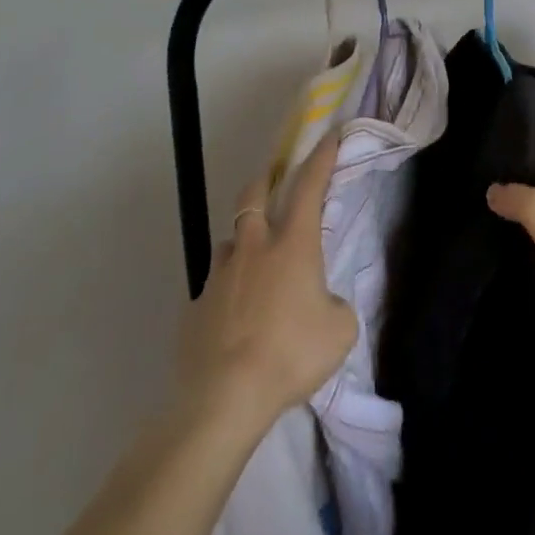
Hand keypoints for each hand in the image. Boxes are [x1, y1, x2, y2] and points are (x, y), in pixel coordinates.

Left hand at [177, 131, 356, 433]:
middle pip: (253, 195)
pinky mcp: (195, 307)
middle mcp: (254, 247)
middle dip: (266, 180)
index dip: (321, 158)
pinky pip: (212, 286)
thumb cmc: (290, 355)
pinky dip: (225, 290)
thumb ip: (336, 307)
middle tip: (274, 178)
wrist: (224, 399)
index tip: (330, 136)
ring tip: (252, 260)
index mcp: (293, 244)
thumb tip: (323, 304)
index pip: (309, 186)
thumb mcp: (339, 332)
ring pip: (229, 241)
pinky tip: (231, 315)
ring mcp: (219, 275)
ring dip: (242, 240)